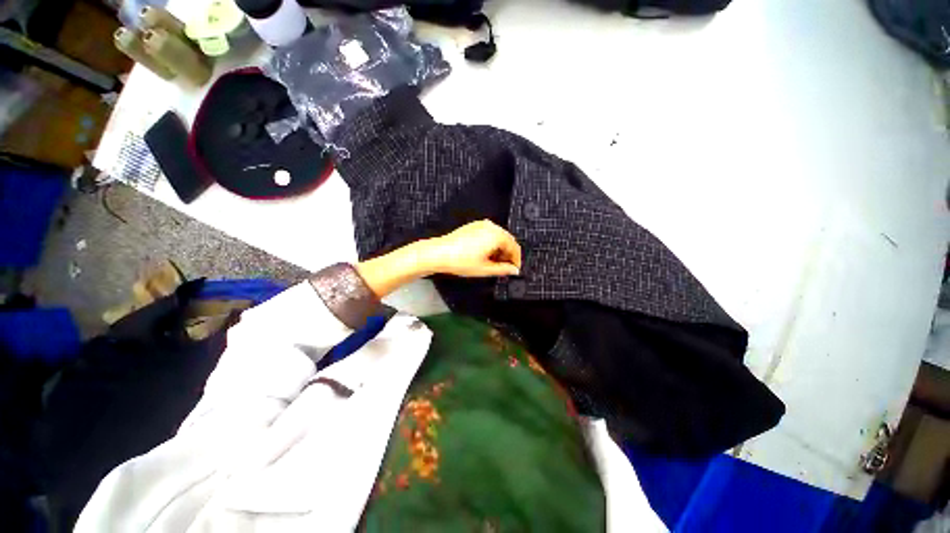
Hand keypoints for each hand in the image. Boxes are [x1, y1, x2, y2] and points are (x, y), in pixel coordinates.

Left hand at [420, 220, 521, 277]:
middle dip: (508, 254)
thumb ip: (503, 270)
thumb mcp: (485, 269)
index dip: (516, 260)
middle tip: (505, 268)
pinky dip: (491, 244)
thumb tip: (513, 270)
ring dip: (500, 249)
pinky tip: (485, 255)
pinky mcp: (473, 226)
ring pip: (498, 237)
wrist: (439, 253)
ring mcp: (481, 225)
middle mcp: (491, 227)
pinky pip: (489, 234)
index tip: (514, 269)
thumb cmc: (460, 260)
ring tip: (494, 263)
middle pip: (507, 240)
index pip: (514, 247)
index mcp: (496, 235)